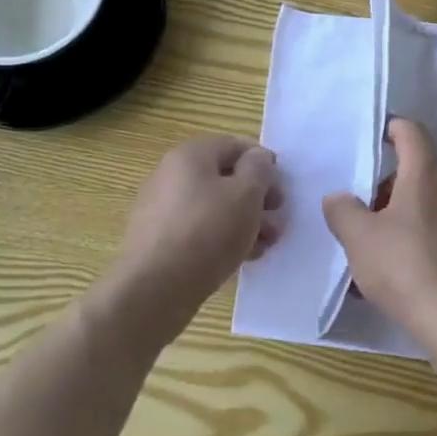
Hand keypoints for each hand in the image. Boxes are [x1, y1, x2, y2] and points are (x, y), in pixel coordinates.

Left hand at [112, 136, 283, 330]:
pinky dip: (222, 239)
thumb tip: (257, 158)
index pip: (235, 146)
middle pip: (225, 178)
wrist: (154, 289)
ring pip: (214, 207)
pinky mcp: (160, 241)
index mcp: (190, 155)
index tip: (282, 190)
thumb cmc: (207, 232)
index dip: (263, 163)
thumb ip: (259, 169)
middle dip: (257, 198)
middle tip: (278, 220)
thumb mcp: (246, 194)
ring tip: (266, 245)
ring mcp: (162, 209)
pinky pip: (199, 230)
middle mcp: (171, 176)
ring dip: (245, 221)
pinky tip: (242, 258)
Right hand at [323, 119, 436, 348]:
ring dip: (403, 220)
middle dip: (388, 188)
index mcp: (427, 176)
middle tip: (362, 213)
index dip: (392, 128)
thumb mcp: (359, 239)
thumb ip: (343, 211)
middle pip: (418, 174)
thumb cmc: (407, 268)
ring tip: (376, 253)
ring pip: (430, 208)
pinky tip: (402, 278)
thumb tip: (338, 198)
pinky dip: (421, 245)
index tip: (374, 137)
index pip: (412, 133)